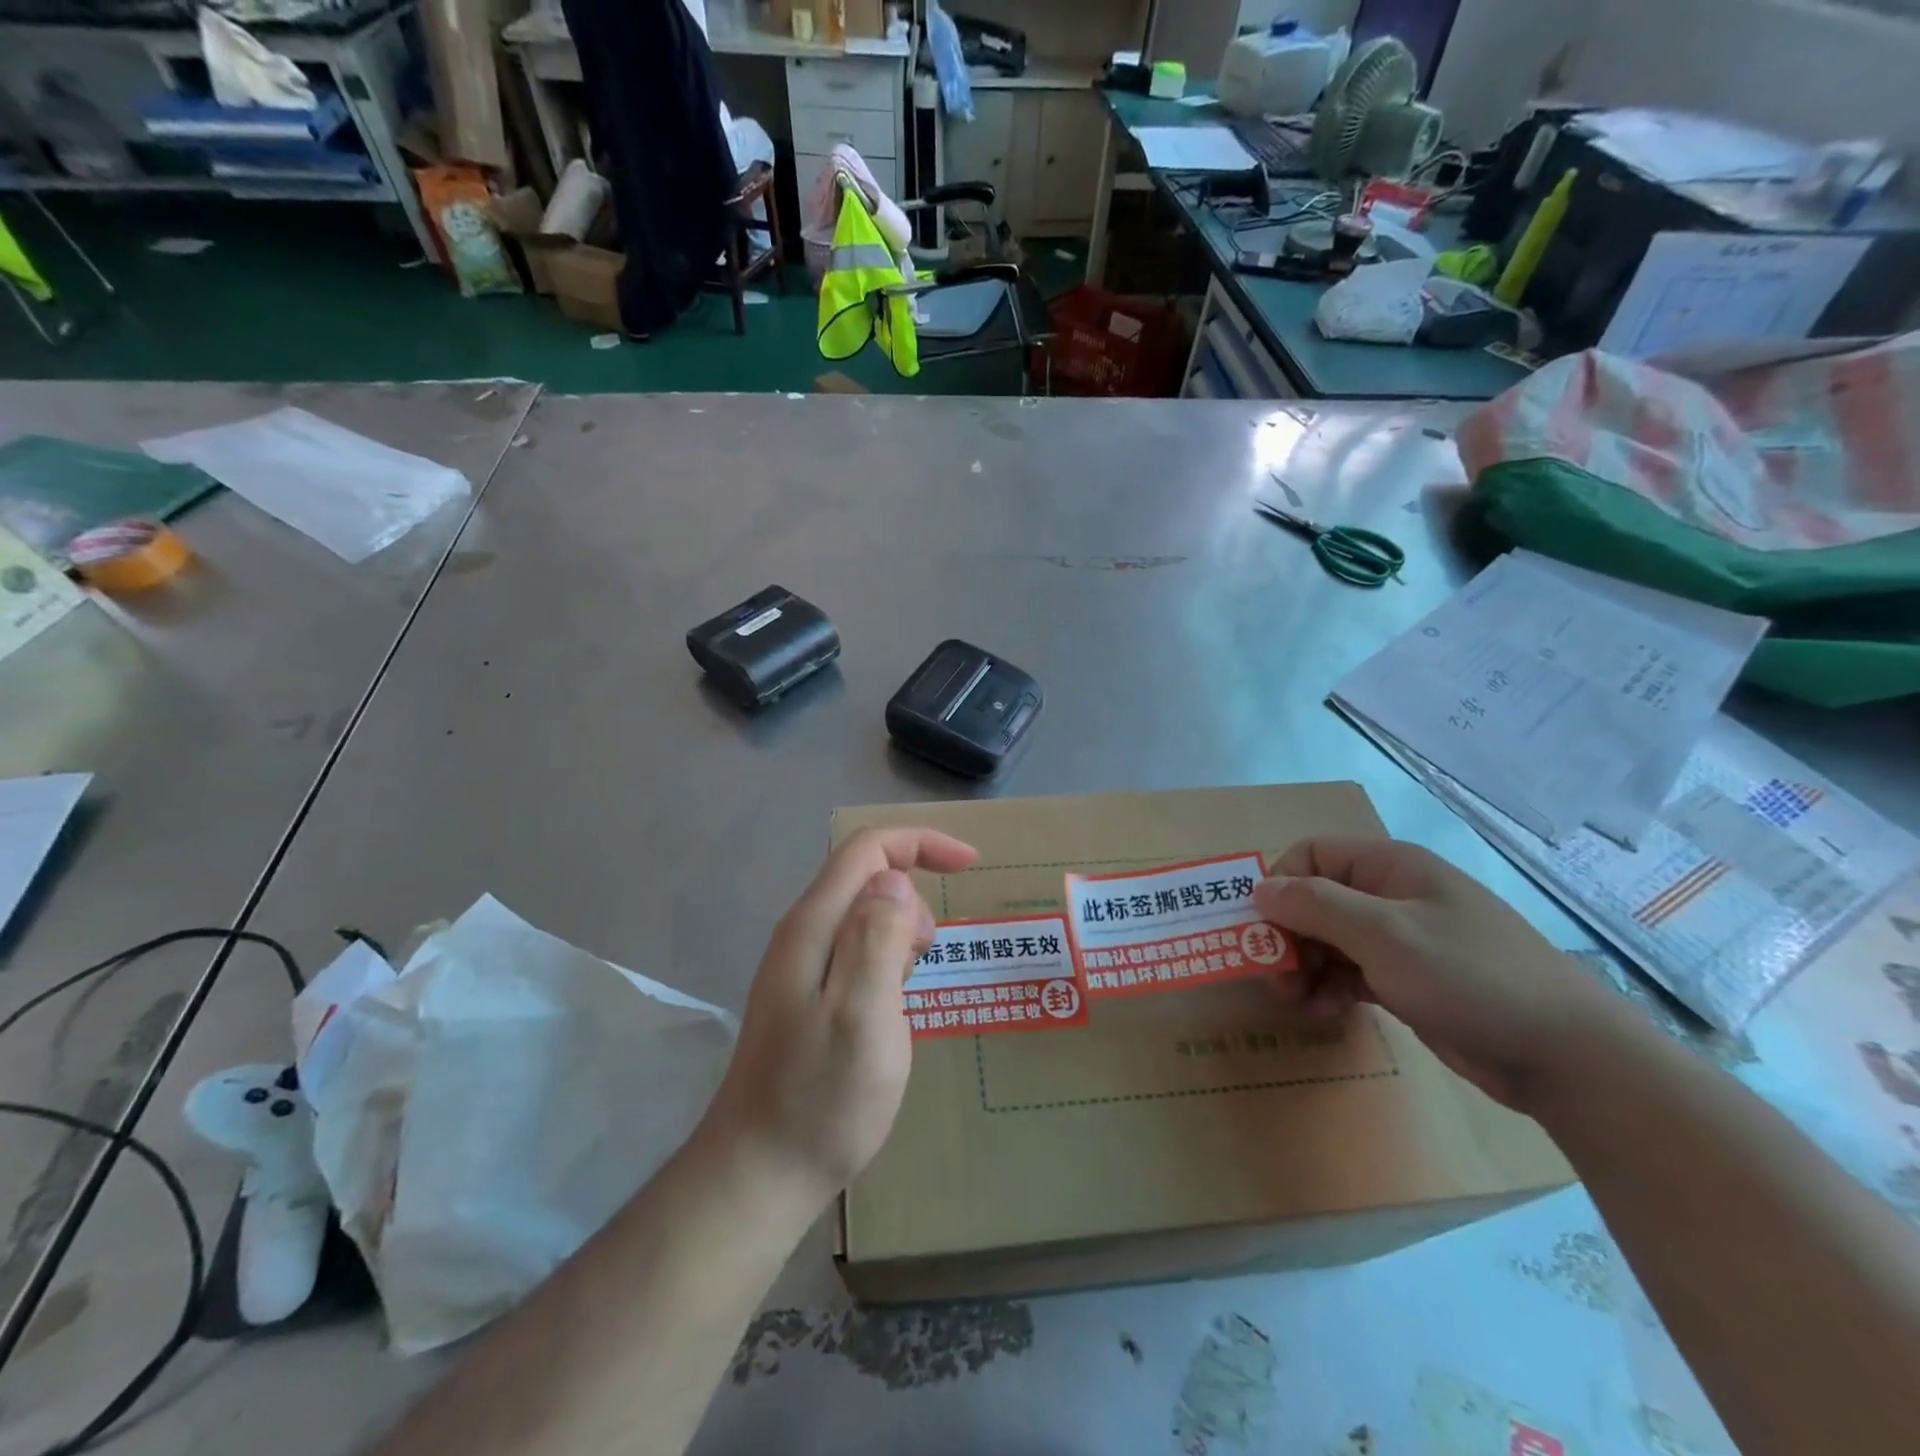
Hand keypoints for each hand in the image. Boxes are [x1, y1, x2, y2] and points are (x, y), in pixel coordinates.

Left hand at [698, 828, 977, 1215]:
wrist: (760, 1174)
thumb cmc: (821, 1099)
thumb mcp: (863, 1015)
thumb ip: (877, 938)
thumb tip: (894, 881)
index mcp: (814, 926)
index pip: (868, 850)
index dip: (920, 843)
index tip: (969, 865)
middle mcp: (804, 934)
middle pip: (867, 878)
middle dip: (912, 902)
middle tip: (922, 965)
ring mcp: (802, 966)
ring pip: (865, 915)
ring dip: (901, 936)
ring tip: (905, 996)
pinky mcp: (809, 995)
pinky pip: (859, 951)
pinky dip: (888, 962)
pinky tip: (891, 1010)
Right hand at [1255, 836, 1635, 1110]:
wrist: (1566, 1055)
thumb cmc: (1469, 976)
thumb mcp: (1384, 934)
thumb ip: (1315, 906)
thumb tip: (1260, 888)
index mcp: (1389, 867)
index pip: (1311, 855)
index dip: (1281, 885)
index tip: (1263, 929)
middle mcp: (1391, 895)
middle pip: (1315, 900)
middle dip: (1287, 935)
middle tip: (1275, 977)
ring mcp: (1402, 939)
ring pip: (1329, 939)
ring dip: (1304, 966)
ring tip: (1297, 1002)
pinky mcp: (1408, 979)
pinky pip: (1351, 971)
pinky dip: (1330, 987)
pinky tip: (1325, 1011)